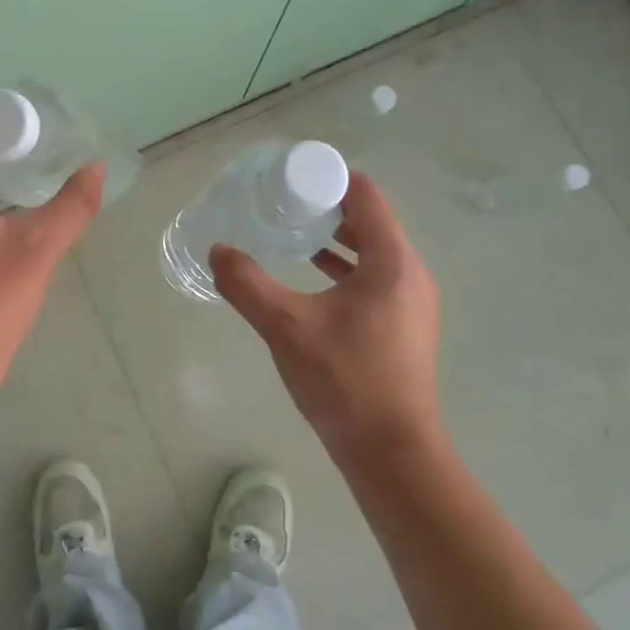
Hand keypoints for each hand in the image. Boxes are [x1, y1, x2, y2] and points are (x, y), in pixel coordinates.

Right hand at [211, 172, 442, 468]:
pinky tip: (314, 277)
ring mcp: (413, 302)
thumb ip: (247, 285)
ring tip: (295, 233)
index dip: (329, 178)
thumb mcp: (286, 327)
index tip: (291, 176)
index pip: (366, 195)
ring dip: (338, 238)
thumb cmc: (344, 381)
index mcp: (392, 262)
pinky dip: (347, 267)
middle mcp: (410, 273)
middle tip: (285, 203)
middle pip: (371, 220)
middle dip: (329, 206)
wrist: (392, 453)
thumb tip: (217, 251)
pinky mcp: (406, 326)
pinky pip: (376, 277)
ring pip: (374, 251)